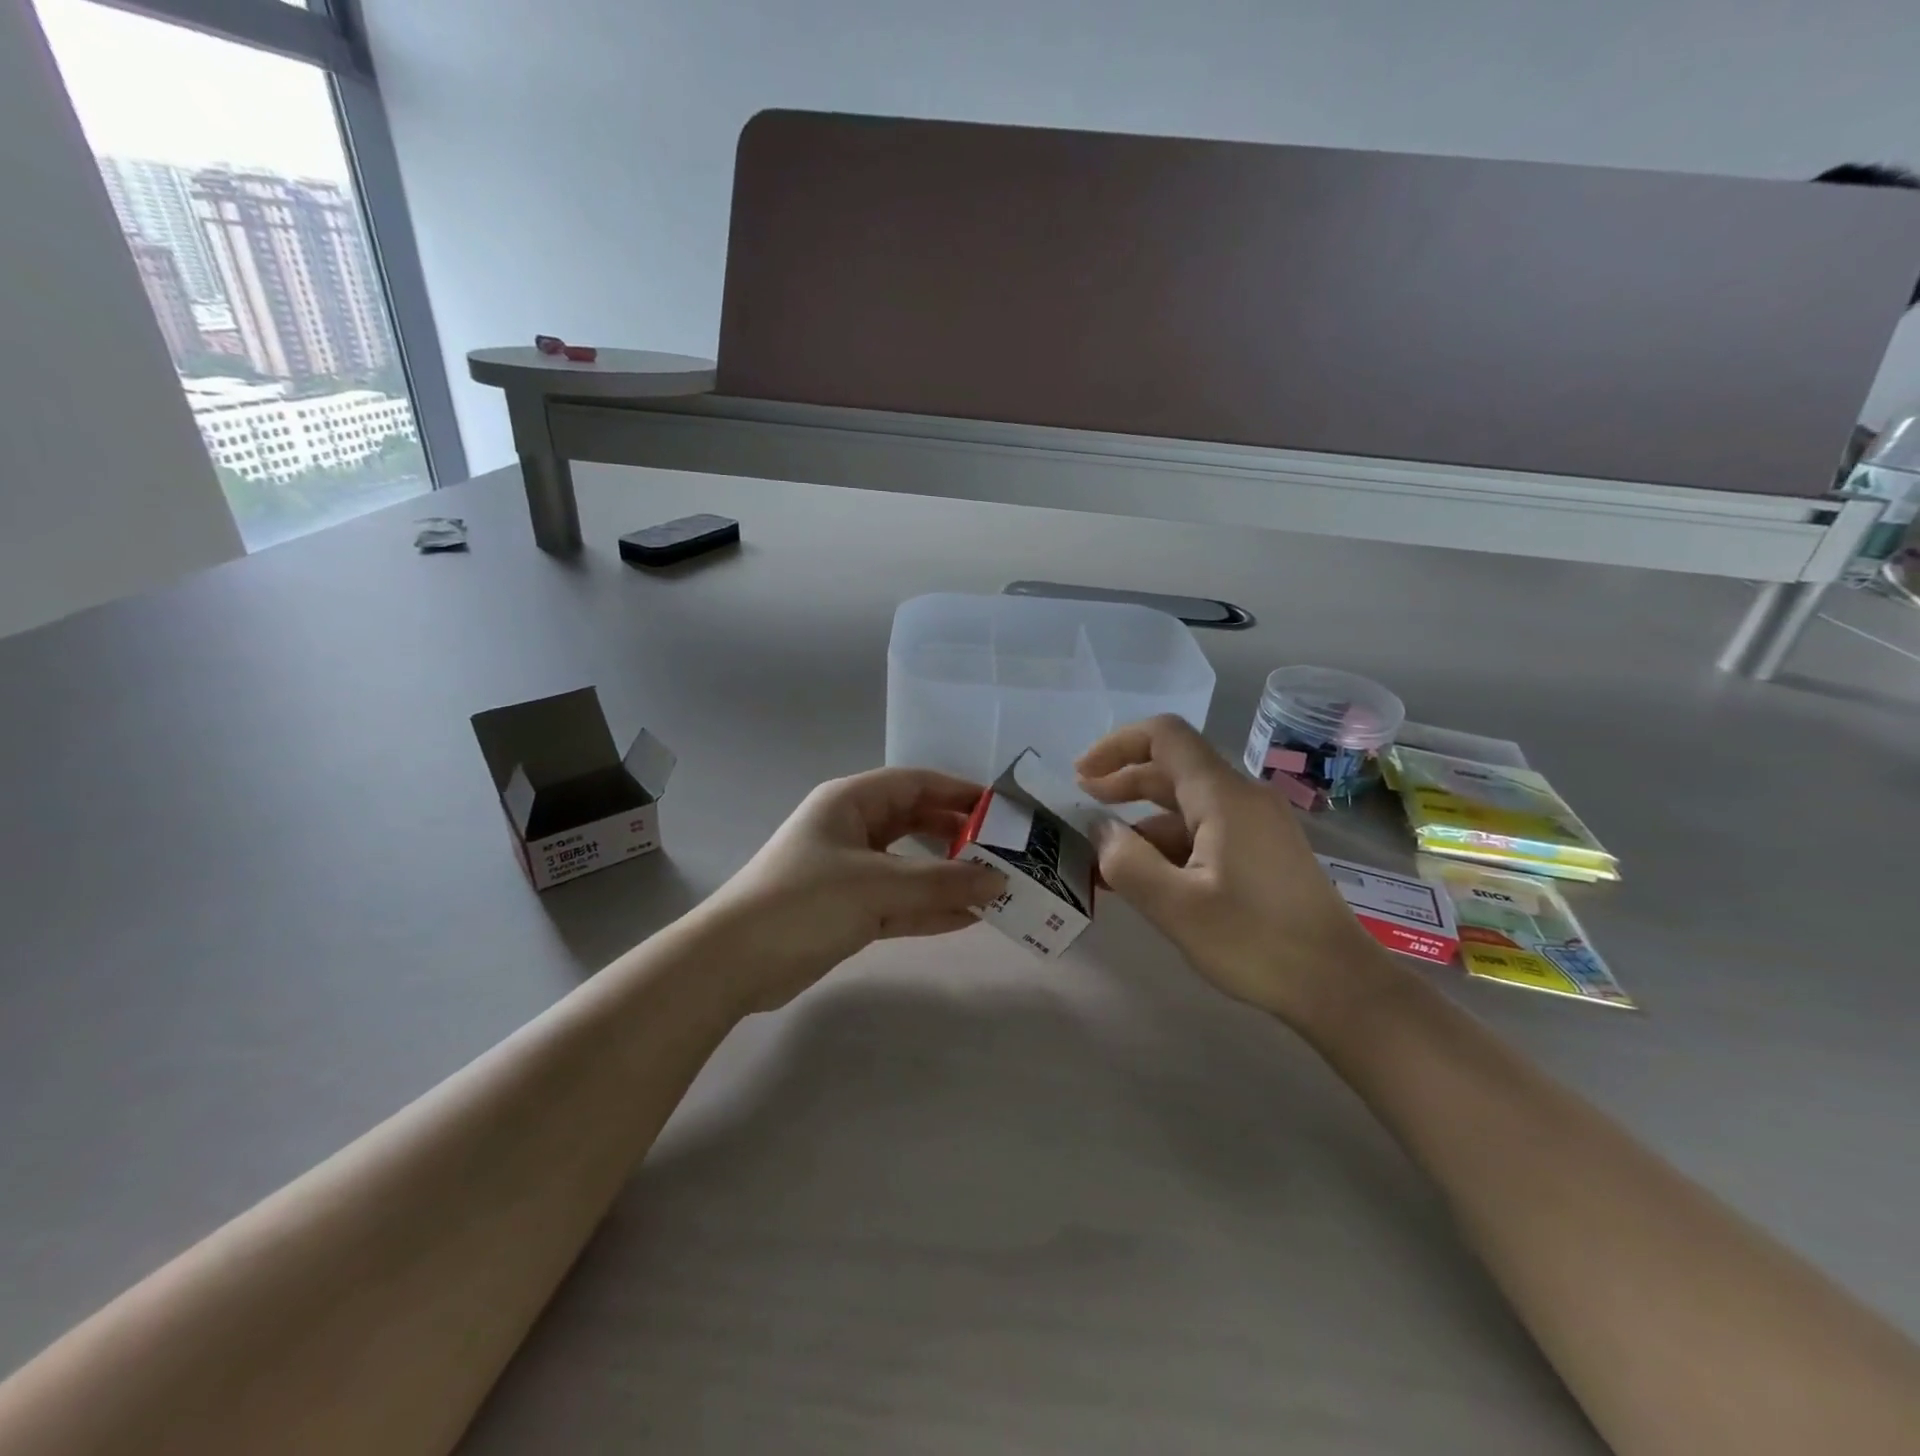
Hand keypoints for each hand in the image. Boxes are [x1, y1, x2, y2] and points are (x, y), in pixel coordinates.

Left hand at [700, 768, 1005, 1011]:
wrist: (734, 962)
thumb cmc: (804, 901)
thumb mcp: (876, 885)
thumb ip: (940, 882)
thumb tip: (998, 880)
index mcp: (850, 802)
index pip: (915, 784)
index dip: (958, 792)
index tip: (1001, 810)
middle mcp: (852, 830)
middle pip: (916, 823)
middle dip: (958, 837)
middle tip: (1004, 852)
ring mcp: (851, 872)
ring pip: (911, 867)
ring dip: (948, 878)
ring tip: (996, 888)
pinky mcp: (849, 910)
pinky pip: (900, 902)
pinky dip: (930, 909)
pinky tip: (968, 918)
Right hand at [1076, 715, 1385, 1025]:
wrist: (1340, 986)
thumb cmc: (1256, 943)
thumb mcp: (1176, 908)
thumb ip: (1127, 862)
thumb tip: (1102, 831)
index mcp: (1223, 796)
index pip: (1164, 736)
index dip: (1116, 745)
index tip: (1081, 775)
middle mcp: (1242, 797)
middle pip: (1174, 767)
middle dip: (1123, 782)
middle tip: (1082, 807)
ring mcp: (1258, 824)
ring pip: (1188, 803)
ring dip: (1143, 821)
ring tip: (1107, 858)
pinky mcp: (1264, 850)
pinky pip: (1207, 829)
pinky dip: (1171, 843)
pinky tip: (1150, 878)